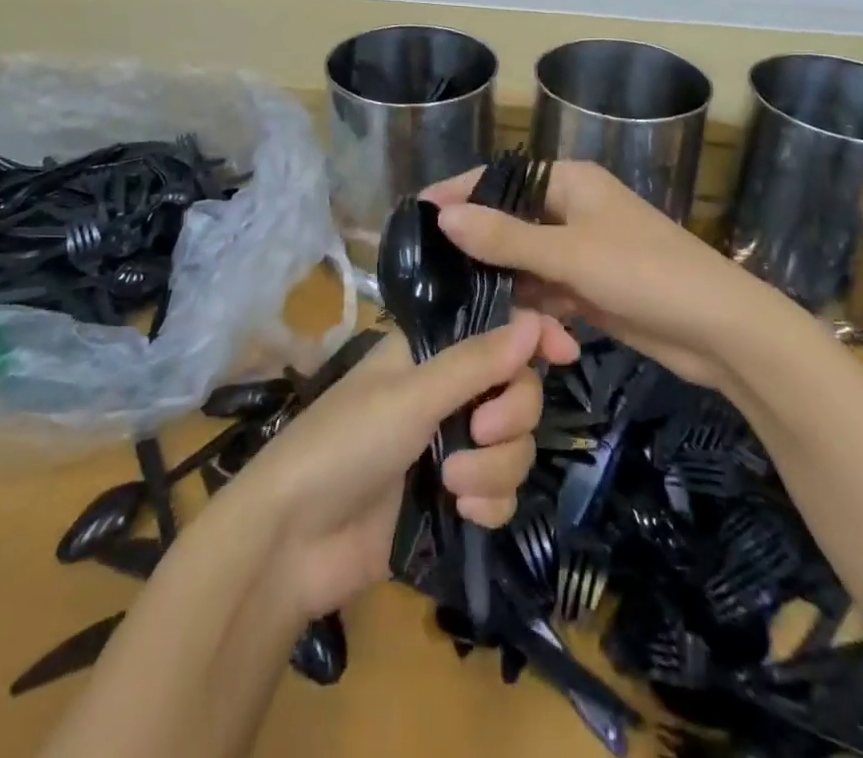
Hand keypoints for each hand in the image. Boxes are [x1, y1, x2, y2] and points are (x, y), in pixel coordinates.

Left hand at [227, 312, 578, 620]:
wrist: (296, 541)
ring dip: (494, 467)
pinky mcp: (455, 497)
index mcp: (431, 353)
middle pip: (518, 389)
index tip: (566, 352)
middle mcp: (448, 392)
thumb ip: (476, 362)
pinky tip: (463, 512)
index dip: (534, 335)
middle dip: (510, 414)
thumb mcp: (411, 396)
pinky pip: (503, 491)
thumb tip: (535, 321)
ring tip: (451, 483)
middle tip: (480, 430)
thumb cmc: (345, 443)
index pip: (496, 330)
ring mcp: (453, 446)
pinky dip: (490, 501)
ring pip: (515, 445)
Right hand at [424, 162, 774, 392]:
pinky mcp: (592, 288)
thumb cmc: (645, 273)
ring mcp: (584, 251)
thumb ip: (505, 236)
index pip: (501, 179)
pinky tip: (535, 339)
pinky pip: (549, 293)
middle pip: (510, 223)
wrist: (721, 332)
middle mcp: (574, 209)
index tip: (416, 213)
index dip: (459, 193)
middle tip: (435, 278)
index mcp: (570, 182)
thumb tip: (443, 215)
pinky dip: (540, 313)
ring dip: (512, 291)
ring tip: (476, 317)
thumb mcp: (569, 254)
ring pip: (527, 264)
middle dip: (481, 252)